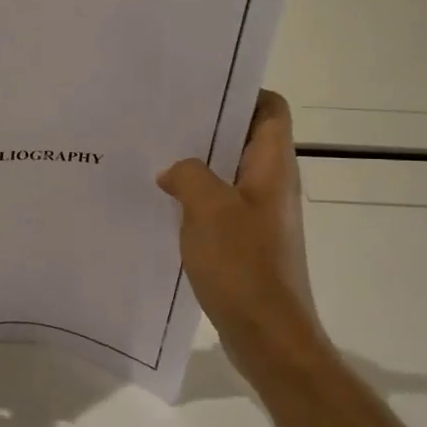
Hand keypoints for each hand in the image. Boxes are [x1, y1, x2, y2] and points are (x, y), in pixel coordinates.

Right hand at [157, 90, 324, 388]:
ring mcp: (259, 215)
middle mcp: (271, 184)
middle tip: (163, 120)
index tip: (200, 90)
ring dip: (196, 165)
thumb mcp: (208, 208)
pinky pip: (219, 206)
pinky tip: (162, 203)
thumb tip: (174, 171)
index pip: (270, 109)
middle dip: (206, 127)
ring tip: (154, 157)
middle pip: (243, 138)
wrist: (267, 335)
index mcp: (272, 167)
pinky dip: (194, 199)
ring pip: (227, 173)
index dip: (242, 92)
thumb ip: (188, 174)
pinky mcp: (245, 242)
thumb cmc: (243, 265)